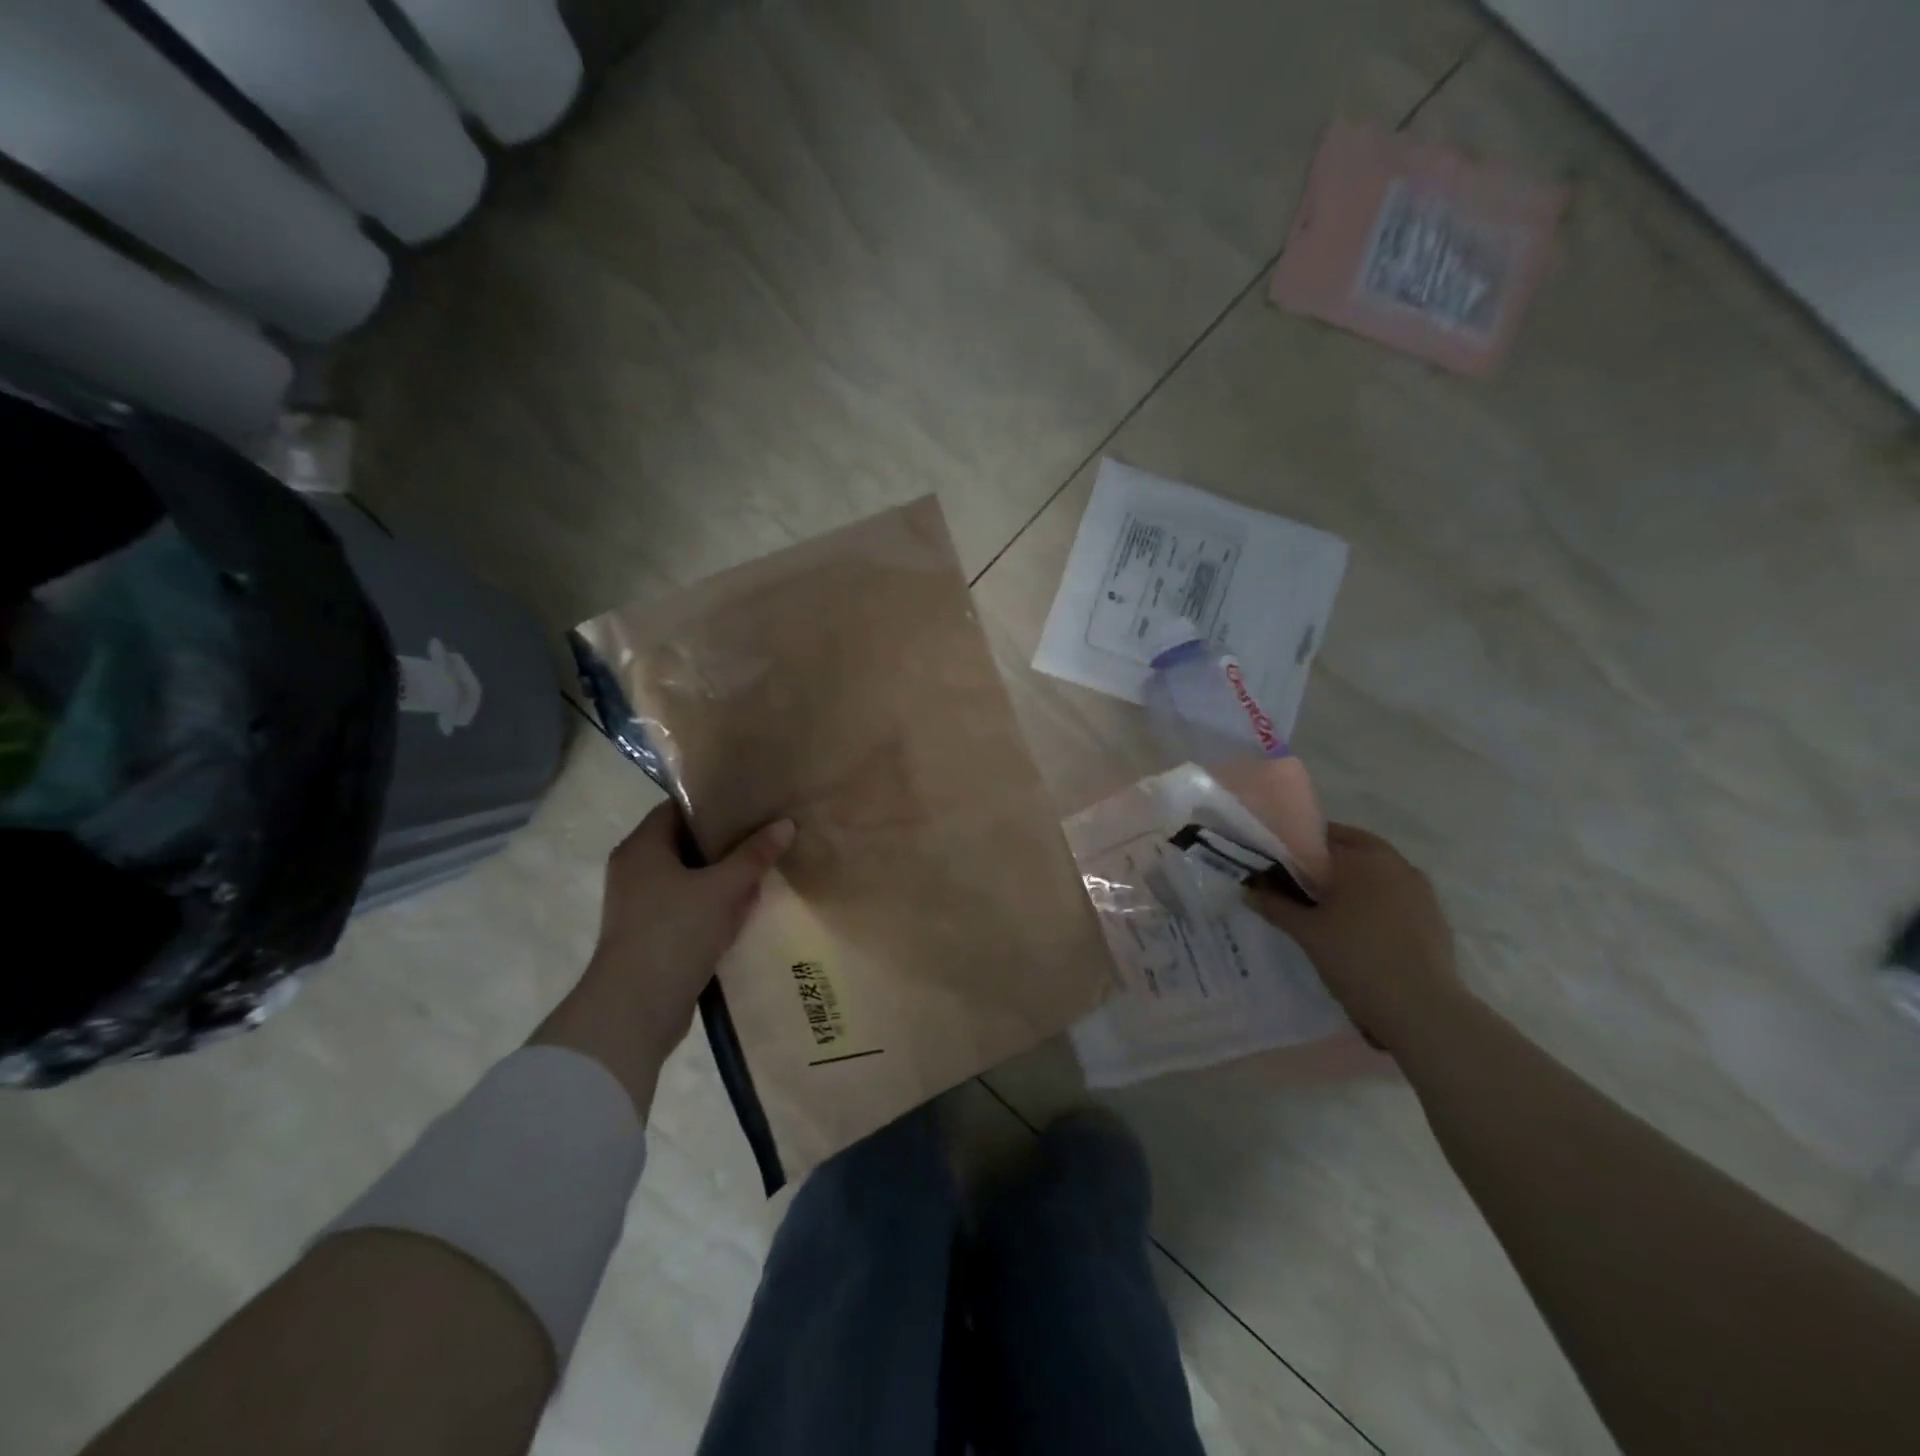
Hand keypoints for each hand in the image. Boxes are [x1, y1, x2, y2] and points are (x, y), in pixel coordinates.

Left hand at [531, 802, 794, 1117]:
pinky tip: (746, 908)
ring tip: (764, 868)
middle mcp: (635, 871)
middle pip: (686, 844)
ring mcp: (641, 906)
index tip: (751, 802)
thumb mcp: (723, 889)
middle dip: (726, 842)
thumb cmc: (675, 932)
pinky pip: (689, 908)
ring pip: (690, 879)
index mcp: (642, 848)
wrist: (635, 1008)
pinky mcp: (652, 936)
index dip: (714, 803)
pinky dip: (714, 906)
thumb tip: (786, 824)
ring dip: (723, 877)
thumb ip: (754, 855)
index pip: (678, 808)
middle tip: (766, 833)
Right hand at [1247, 822, 1462, 1049]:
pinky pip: (1397, 894)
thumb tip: (1248, 889)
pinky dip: (1377, 900)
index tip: (1281, 863)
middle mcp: (1395, 863)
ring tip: (1330, 905)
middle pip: (1354, 849)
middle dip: (1328, 860)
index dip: (1298, 846)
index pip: (1323, 835)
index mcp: (1362, 857)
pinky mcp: (1434, 915)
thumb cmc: (1356, 958)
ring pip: (1378, 871)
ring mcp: (1420, 889)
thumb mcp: (1306, 932)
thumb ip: (1275, 905)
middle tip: (1301, 883)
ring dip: (1355, 879)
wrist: (1421, 1009)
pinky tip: (1361, 927)